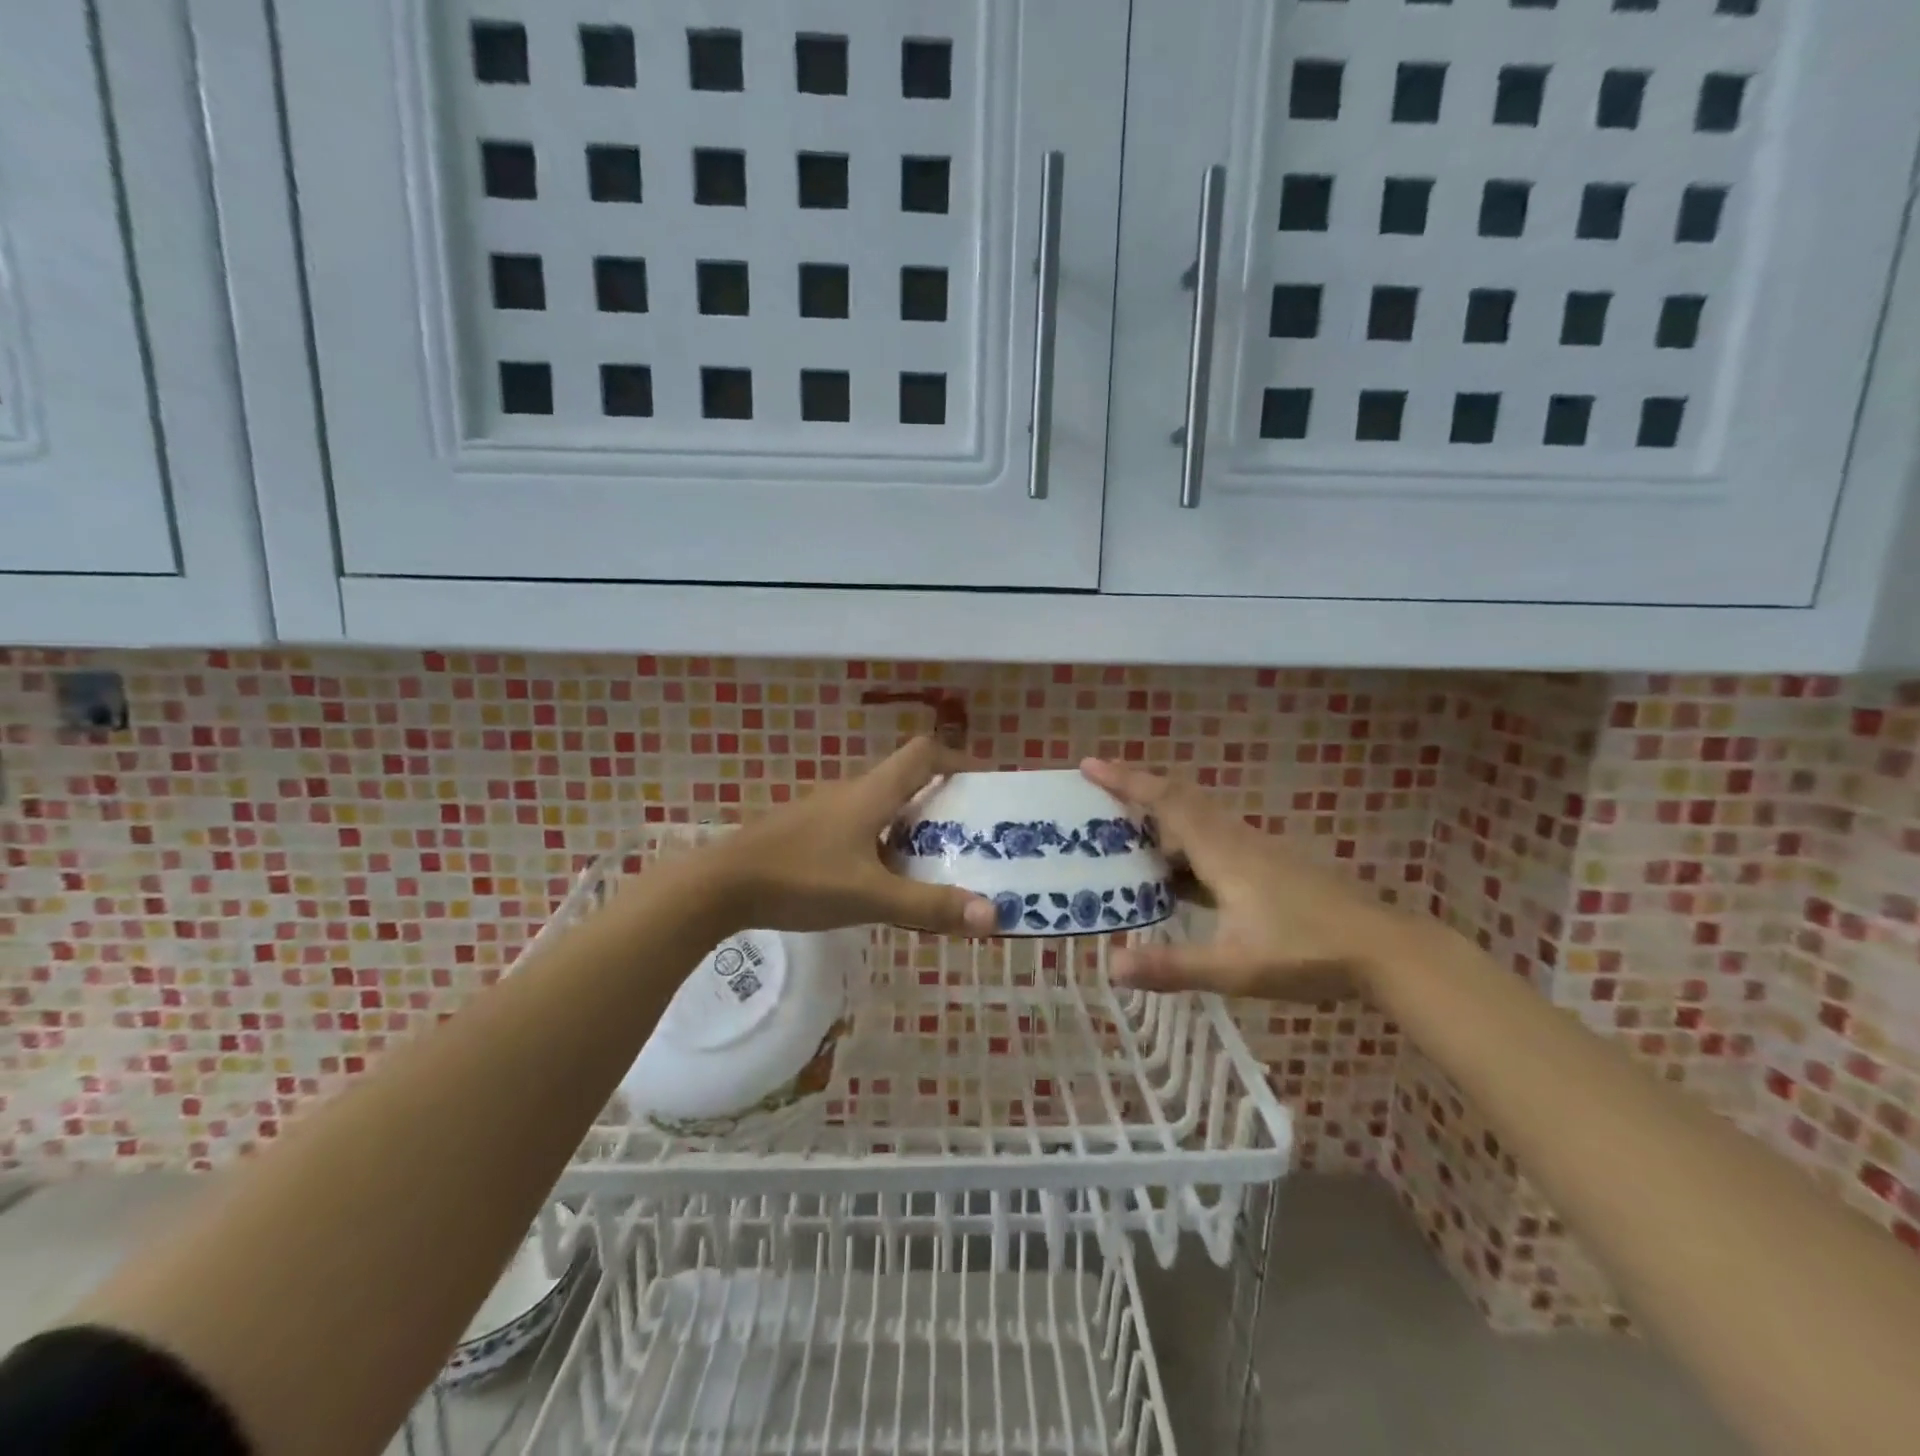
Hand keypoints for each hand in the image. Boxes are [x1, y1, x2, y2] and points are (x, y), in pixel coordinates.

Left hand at [695, 737, 996, 936]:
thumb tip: (993, 916)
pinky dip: (882, 843)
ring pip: (881, 808)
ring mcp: (824, 812)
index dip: (958, 759)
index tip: (984, 784)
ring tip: (934, 864)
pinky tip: (879, 881)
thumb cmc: (801, 879)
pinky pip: (858, 828)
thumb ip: (930, 906)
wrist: (720, 886)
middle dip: (942, 803)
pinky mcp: (805, 833)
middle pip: (906, 781)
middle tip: (970, 836)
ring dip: (911, 826)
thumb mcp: (871, 896)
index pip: (924, 753)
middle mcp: (851, 792)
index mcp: (872, 793)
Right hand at [1080, 758, 1409, 1000]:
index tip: (1089, 764)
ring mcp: (1257, 852)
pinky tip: (1175, 880)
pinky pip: (1214, 843)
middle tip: (1095, 799)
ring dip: (1160, 821)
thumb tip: (1112, 965)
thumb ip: (1172, 965)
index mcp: (1222, 851)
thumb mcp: (1233, 967)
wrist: (1385, 950)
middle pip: (1180, 801)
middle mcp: (1236, 840)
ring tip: (1123, 841)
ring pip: (1198, 822)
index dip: (1126, 781)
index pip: (1166, 802)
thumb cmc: (1307, 952)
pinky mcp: (1270, 868)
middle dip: (1137, 792)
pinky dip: (1184, 848)